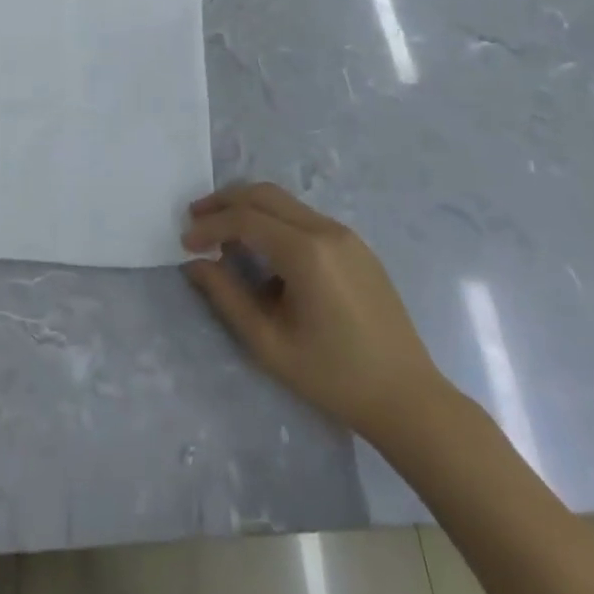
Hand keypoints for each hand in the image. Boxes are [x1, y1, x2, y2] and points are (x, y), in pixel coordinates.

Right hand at [182, 183, 444, 437]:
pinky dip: (274, 220)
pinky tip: (263, 250)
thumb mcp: (269, 344)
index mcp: (306, 253)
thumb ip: (227, 297)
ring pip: (285, 201)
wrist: (408, 398)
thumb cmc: (334, 377)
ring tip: (223, 232)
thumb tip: (196, 263)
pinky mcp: (356, 245)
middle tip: (196, 218)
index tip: (185, 242)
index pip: (245, 219)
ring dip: (250, 208)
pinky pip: (304, 218)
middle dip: (225, 201)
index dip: (210, 226)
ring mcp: (345, 233)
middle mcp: (326, 229)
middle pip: (264, 194)